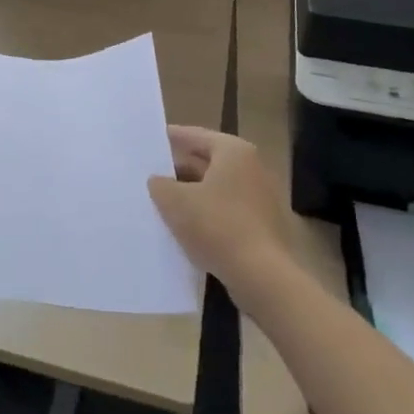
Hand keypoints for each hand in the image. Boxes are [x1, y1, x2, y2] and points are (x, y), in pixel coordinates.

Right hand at [149, 126, 293, 298]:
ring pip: (217, 188)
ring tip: (163, 202)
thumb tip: (159, 181)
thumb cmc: (217, 226)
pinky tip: (186, 228)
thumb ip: (160, 184)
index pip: (196, 135)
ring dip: (192, 194)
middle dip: (179, 169)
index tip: (150, 141)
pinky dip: (207, 214)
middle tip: (151, 174)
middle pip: (208, 161)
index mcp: (234, 152)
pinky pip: (227, 211)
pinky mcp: (263, 226)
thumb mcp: (174, 201)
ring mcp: (261, 198)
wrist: (262, 277)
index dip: (171, 138)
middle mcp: (252, 168)